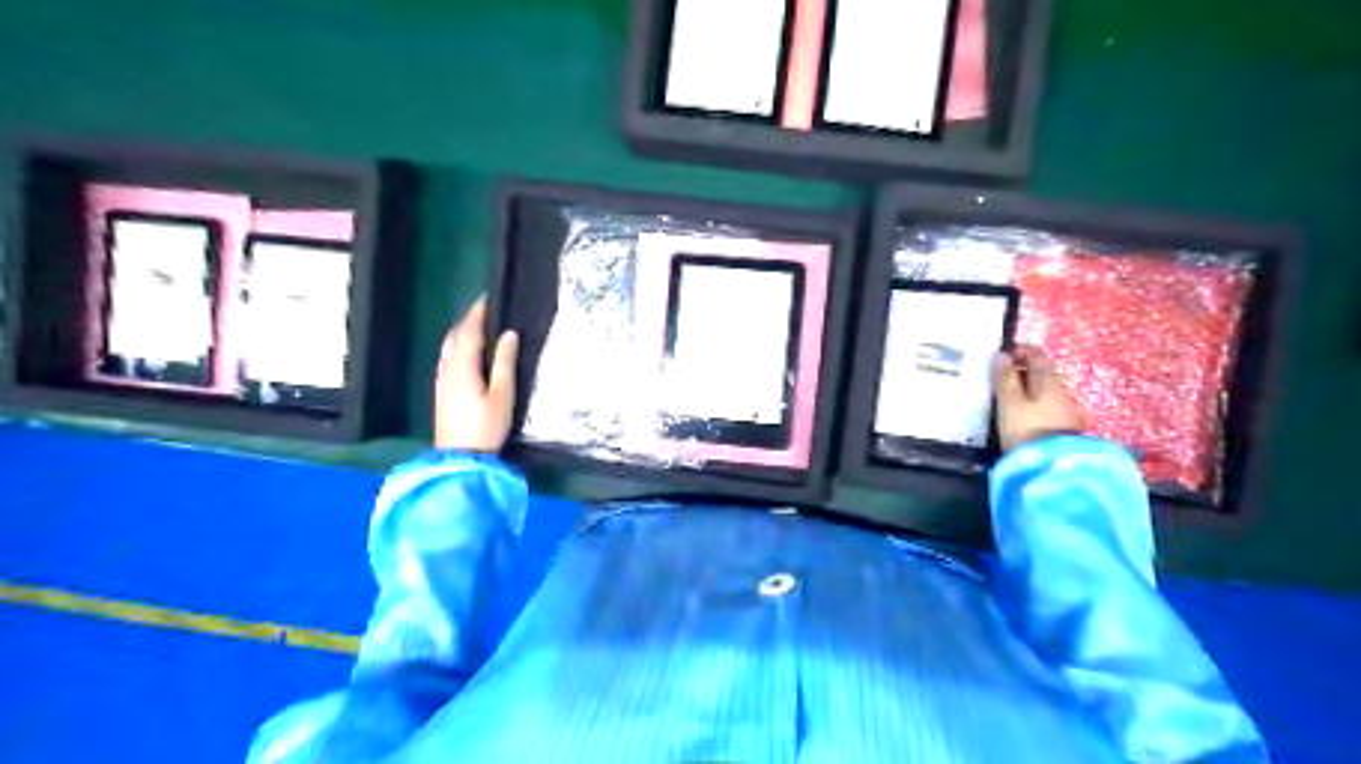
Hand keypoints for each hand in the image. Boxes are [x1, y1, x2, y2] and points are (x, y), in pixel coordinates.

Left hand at [435, 296, 520, 452]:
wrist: (460, 458)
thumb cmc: (486, 426)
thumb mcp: (503, 395)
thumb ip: (505, 363)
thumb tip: (508, 334)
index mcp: (462, 366)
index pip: (469, 331)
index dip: (478, 313)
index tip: (488, 298)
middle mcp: (447, 369)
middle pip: (454, 337)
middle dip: (468, 321)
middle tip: (485, 311)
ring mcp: (441, 381)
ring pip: (448, 348)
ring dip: (461, 334)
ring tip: (478, 328)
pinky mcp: (442, 392)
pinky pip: (447, 359)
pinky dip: (457, 347)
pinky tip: (467, 354)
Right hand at [992, 346, 1084, 454]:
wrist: (1054, 468)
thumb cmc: (1027, 430)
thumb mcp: (1010, 404)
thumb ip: (1006, 380)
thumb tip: (1002, 355)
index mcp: (1048, 381)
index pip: (1038, 355)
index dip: (1021, 350)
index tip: (1002, 355)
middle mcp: (1061, 391)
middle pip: (1042, 373)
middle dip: (1021, 371)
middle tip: (998, 379)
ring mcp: (1066, 410)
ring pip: (1044, 391)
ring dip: (1027, 390)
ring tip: (1006, 399)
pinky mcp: (1065, 428)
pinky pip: (1046, 407)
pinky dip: (1032, 405)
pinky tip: (1020, 416)